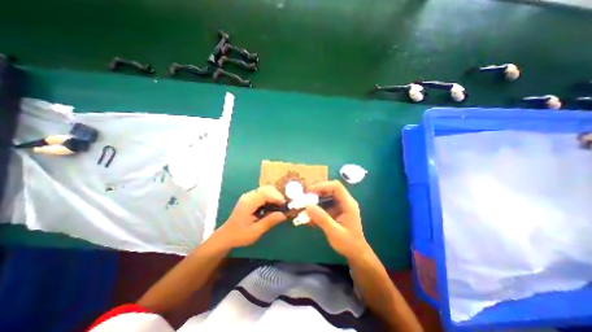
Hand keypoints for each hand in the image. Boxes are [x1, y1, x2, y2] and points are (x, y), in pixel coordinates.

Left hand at [216, 185, 289, 247]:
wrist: (226, 236)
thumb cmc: (240, 235)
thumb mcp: (255, 231)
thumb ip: (269, 221)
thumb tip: (283, 215)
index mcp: (248, 203)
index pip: (265, 193)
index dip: (277, 197)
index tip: (284, 206)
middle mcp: (248, 196)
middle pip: (266, 189)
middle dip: (277, 196)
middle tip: (283, 207)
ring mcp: (248, 196)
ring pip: (265, 189)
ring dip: (274, 196)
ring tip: (278, 207)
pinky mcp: (250, 198)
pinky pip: (262, 193)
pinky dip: (270, 198)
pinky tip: (272, 207)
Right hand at [307, 181, 368, 258]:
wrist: (355, 253)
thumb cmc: (348, 243)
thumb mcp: (335, 232)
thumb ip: (322, 219)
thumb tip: (307, 206)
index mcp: (348, 204)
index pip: (336, 187)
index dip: (322, 186)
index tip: (309, 191)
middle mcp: (344, 202)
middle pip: (329, 189)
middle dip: (316, 192)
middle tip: (303, 198)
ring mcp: (339, 206)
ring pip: (325, 196)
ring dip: (314, 200)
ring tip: (303, 207)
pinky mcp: (335, 211)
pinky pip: (324, 205)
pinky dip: (316, 208)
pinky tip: (308, 216)